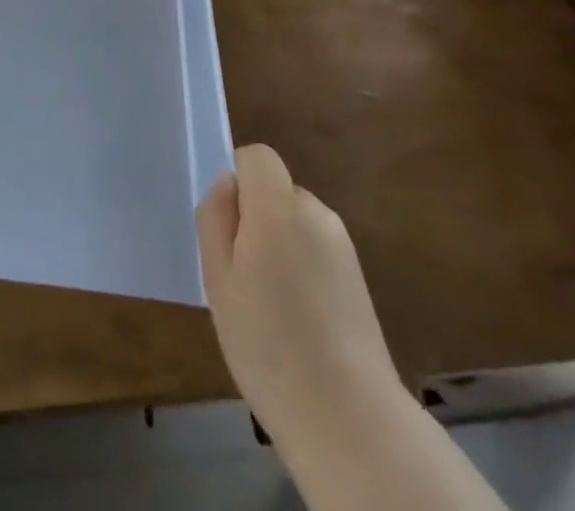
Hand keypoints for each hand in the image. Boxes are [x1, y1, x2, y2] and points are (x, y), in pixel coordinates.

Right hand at [196, 144, 402, 450]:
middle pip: (275, 191)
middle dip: (256, 218)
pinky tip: (298, 320)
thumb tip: (227, 185)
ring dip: (279, 245)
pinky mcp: (358, 277)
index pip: (256, 156)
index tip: (228, 229)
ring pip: (295, 222)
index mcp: (278, 207)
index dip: (237, 181)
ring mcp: (342, 245)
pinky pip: (316, 249)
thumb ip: (216, 217)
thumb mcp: (218, 278)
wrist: (348, 417)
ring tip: (270, 305)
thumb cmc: (268, 344)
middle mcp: (316, 213)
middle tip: (242, 276)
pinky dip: (302, 269)